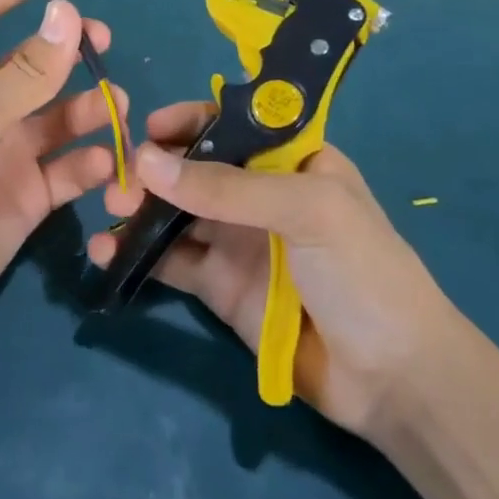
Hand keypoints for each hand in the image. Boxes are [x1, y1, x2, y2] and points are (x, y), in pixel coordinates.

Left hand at [0, 0, 123, 351]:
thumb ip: (27, 71)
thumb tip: (69, 12)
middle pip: (34, 59)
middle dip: (70, 48)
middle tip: (102, 44)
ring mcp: (7, 150)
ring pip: (62, 114)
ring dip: (91, 107)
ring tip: (116, 109)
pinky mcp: (30, 194)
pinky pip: (70, 168)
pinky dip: (92, 164)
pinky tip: (105, 167)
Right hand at [88, 102, 450, 438]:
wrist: (392, 377)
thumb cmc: (362, 271)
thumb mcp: (305, 210)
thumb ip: (226, 187)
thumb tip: (145, 161)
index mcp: (292, 160)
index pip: (233, 124)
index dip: (192, 120)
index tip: (151, 128)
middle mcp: (260, 194)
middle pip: (196, 168)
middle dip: (154, 168)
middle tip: (118, 180)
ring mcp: (237, 241)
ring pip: (176, 213)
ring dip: (139, 208)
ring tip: (107, 210)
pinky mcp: (219, 286)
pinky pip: (171, 260)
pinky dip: (137, 254)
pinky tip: (106, 250)